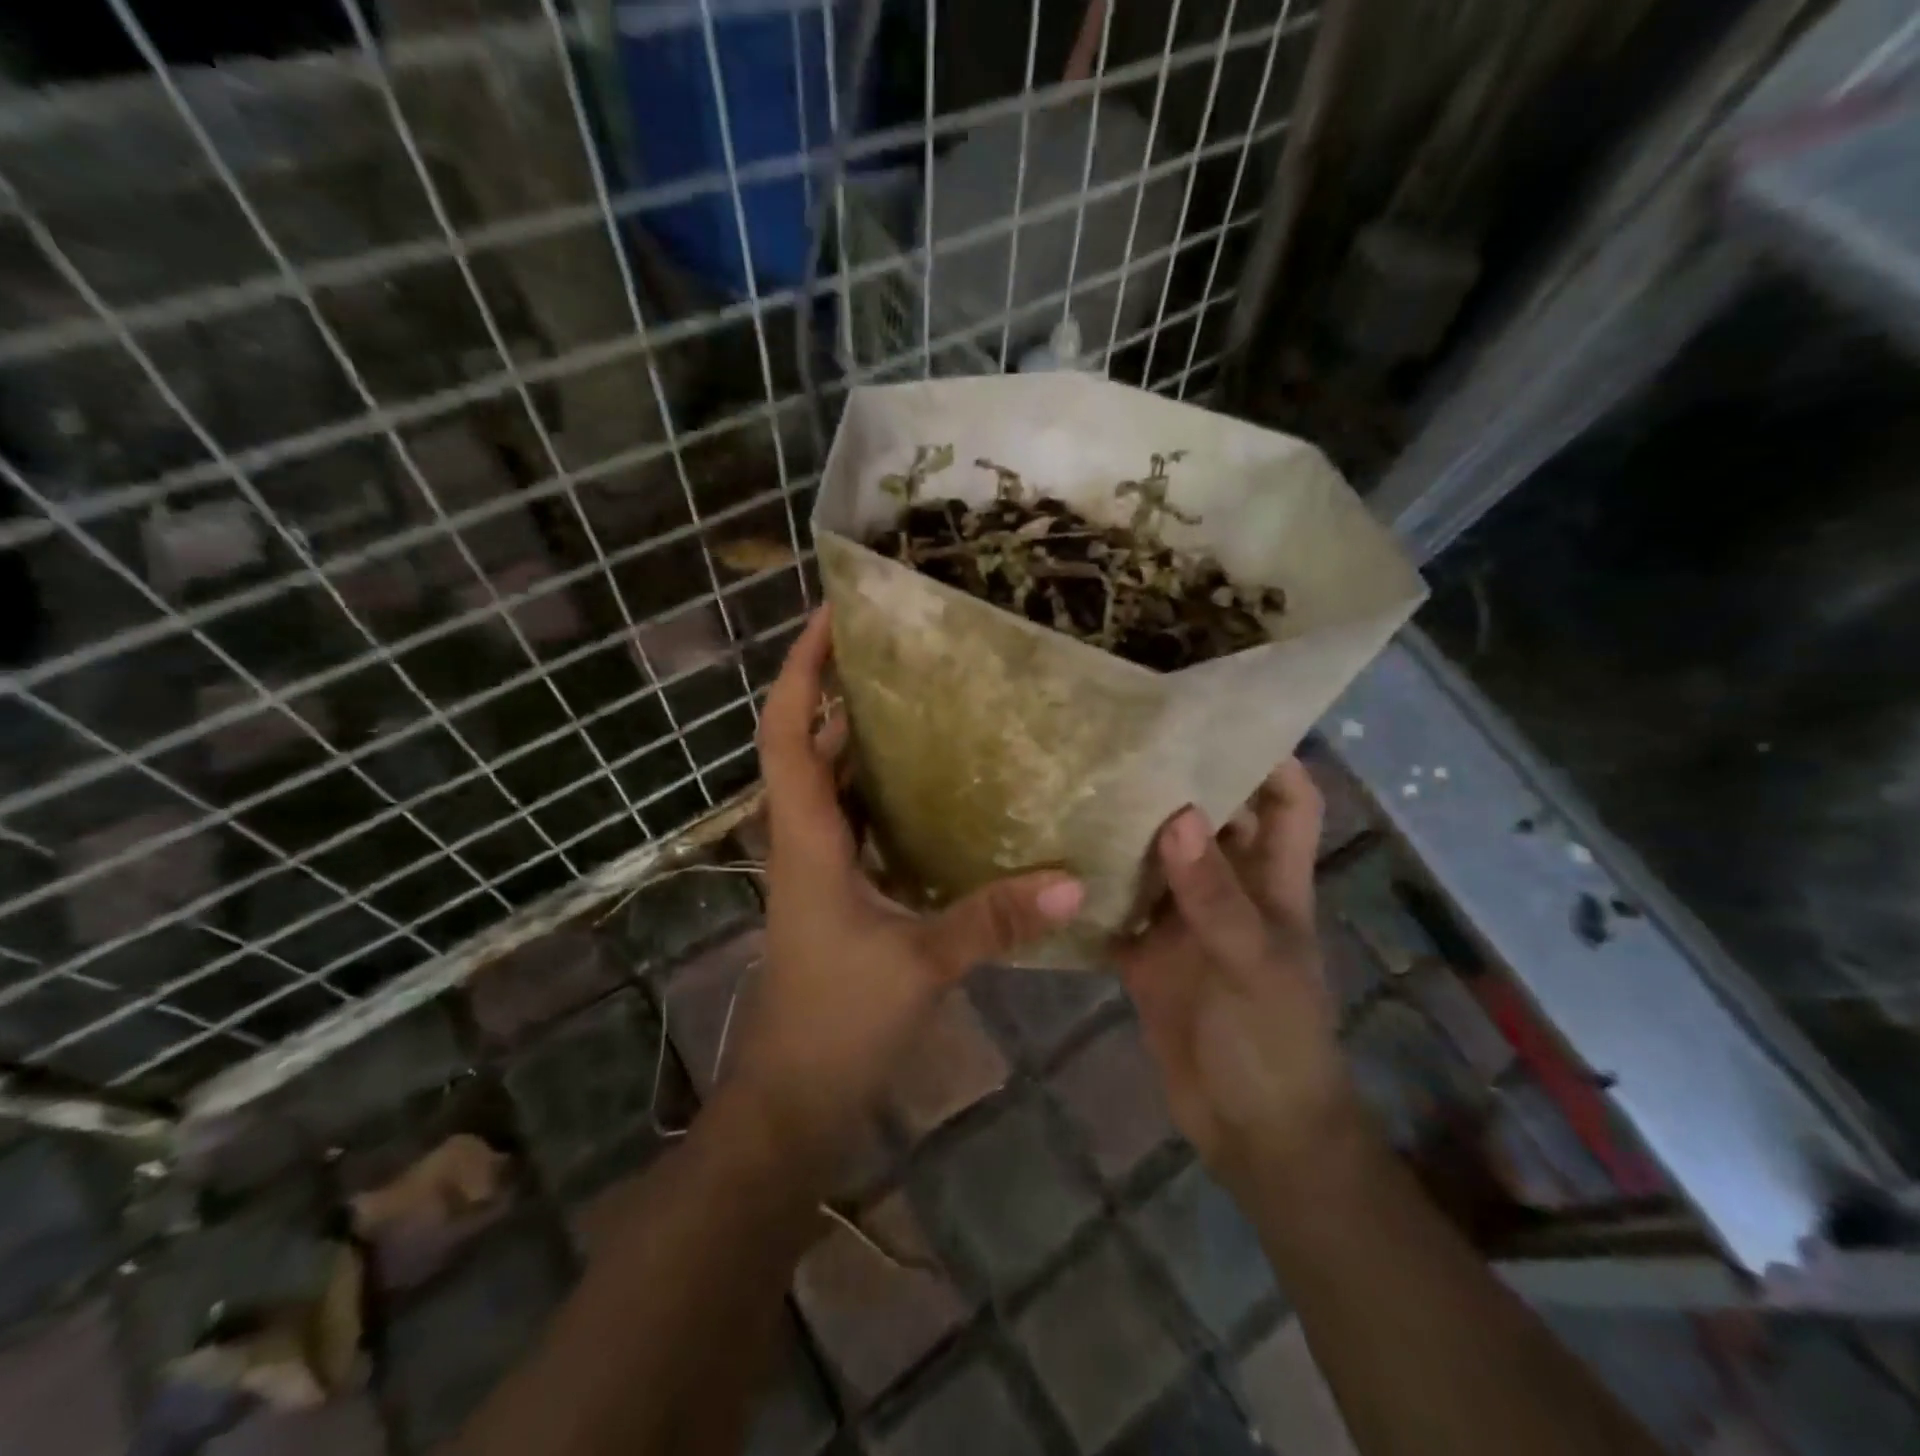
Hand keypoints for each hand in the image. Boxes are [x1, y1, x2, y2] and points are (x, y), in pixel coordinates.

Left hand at [733, 609, 1084, 1169]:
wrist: (796, 1096)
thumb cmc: (836, 1023)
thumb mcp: (920, 965)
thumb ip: (992, 920)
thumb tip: (1073, 880)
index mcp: (807, 837)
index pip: (786, 731)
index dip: (800, 670)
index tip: (831, 615)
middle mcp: (807, 836)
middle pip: (809, 742)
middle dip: (842, 687)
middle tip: (904, 645)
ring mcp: (823, 863)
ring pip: (837, 779)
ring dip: (867, 735)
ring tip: (930, 694)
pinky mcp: (844, 888)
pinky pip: (863, 817)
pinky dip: (891, 787)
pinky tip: (945, 783)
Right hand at [1116, 761, 1357, 1190]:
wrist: (1252, 1131)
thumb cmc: (1275, 1041)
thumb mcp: (1251, 962)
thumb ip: (1213, 894)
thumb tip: (1177, 814)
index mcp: (1272, 880)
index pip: (1288, 800)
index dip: (1269, 758)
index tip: (1217, 718)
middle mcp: (1228, 889)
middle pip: (1209, 819)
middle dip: (1176, 782)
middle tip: (1120, 741)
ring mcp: (1184, 921)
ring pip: (1156, 860)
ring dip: (1126, 832)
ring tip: (1075, 787)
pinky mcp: (1146, 954)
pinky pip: (1117, 909)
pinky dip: (1092, 891)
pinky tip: (1051, 864)